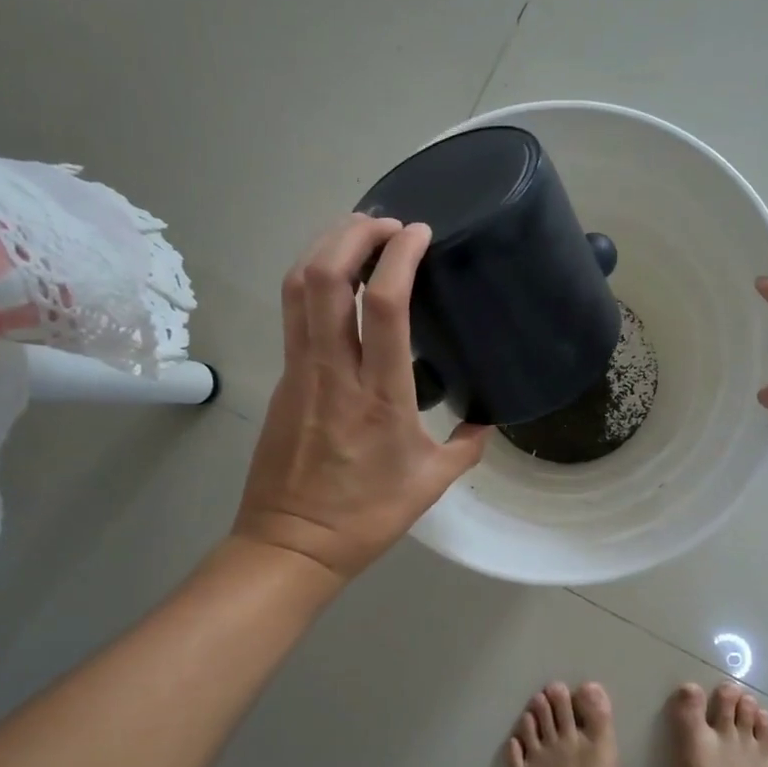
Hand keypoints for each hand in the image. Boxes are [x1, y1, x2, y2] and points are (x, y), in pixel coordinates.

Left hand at [234, 214, 492, 581]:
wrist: (290, 544)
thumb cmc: (366, 517)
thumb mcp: (431, 484)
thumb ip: (465, 447)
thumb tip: (485, 422)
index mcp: (379, 396)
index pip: (385, 306)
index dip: (400, 256)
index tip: (419, 232)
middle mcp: (333, 372)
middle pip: (326, 277)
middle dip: (352, 233)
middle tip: (385, 222)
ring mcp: (299, 372)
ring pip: (298, 288)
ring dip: (325, 247)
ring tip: (357, 234)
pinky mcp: (282, 379)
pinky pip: (293, 313)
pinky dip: (313, 280)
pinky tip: (336, 281)